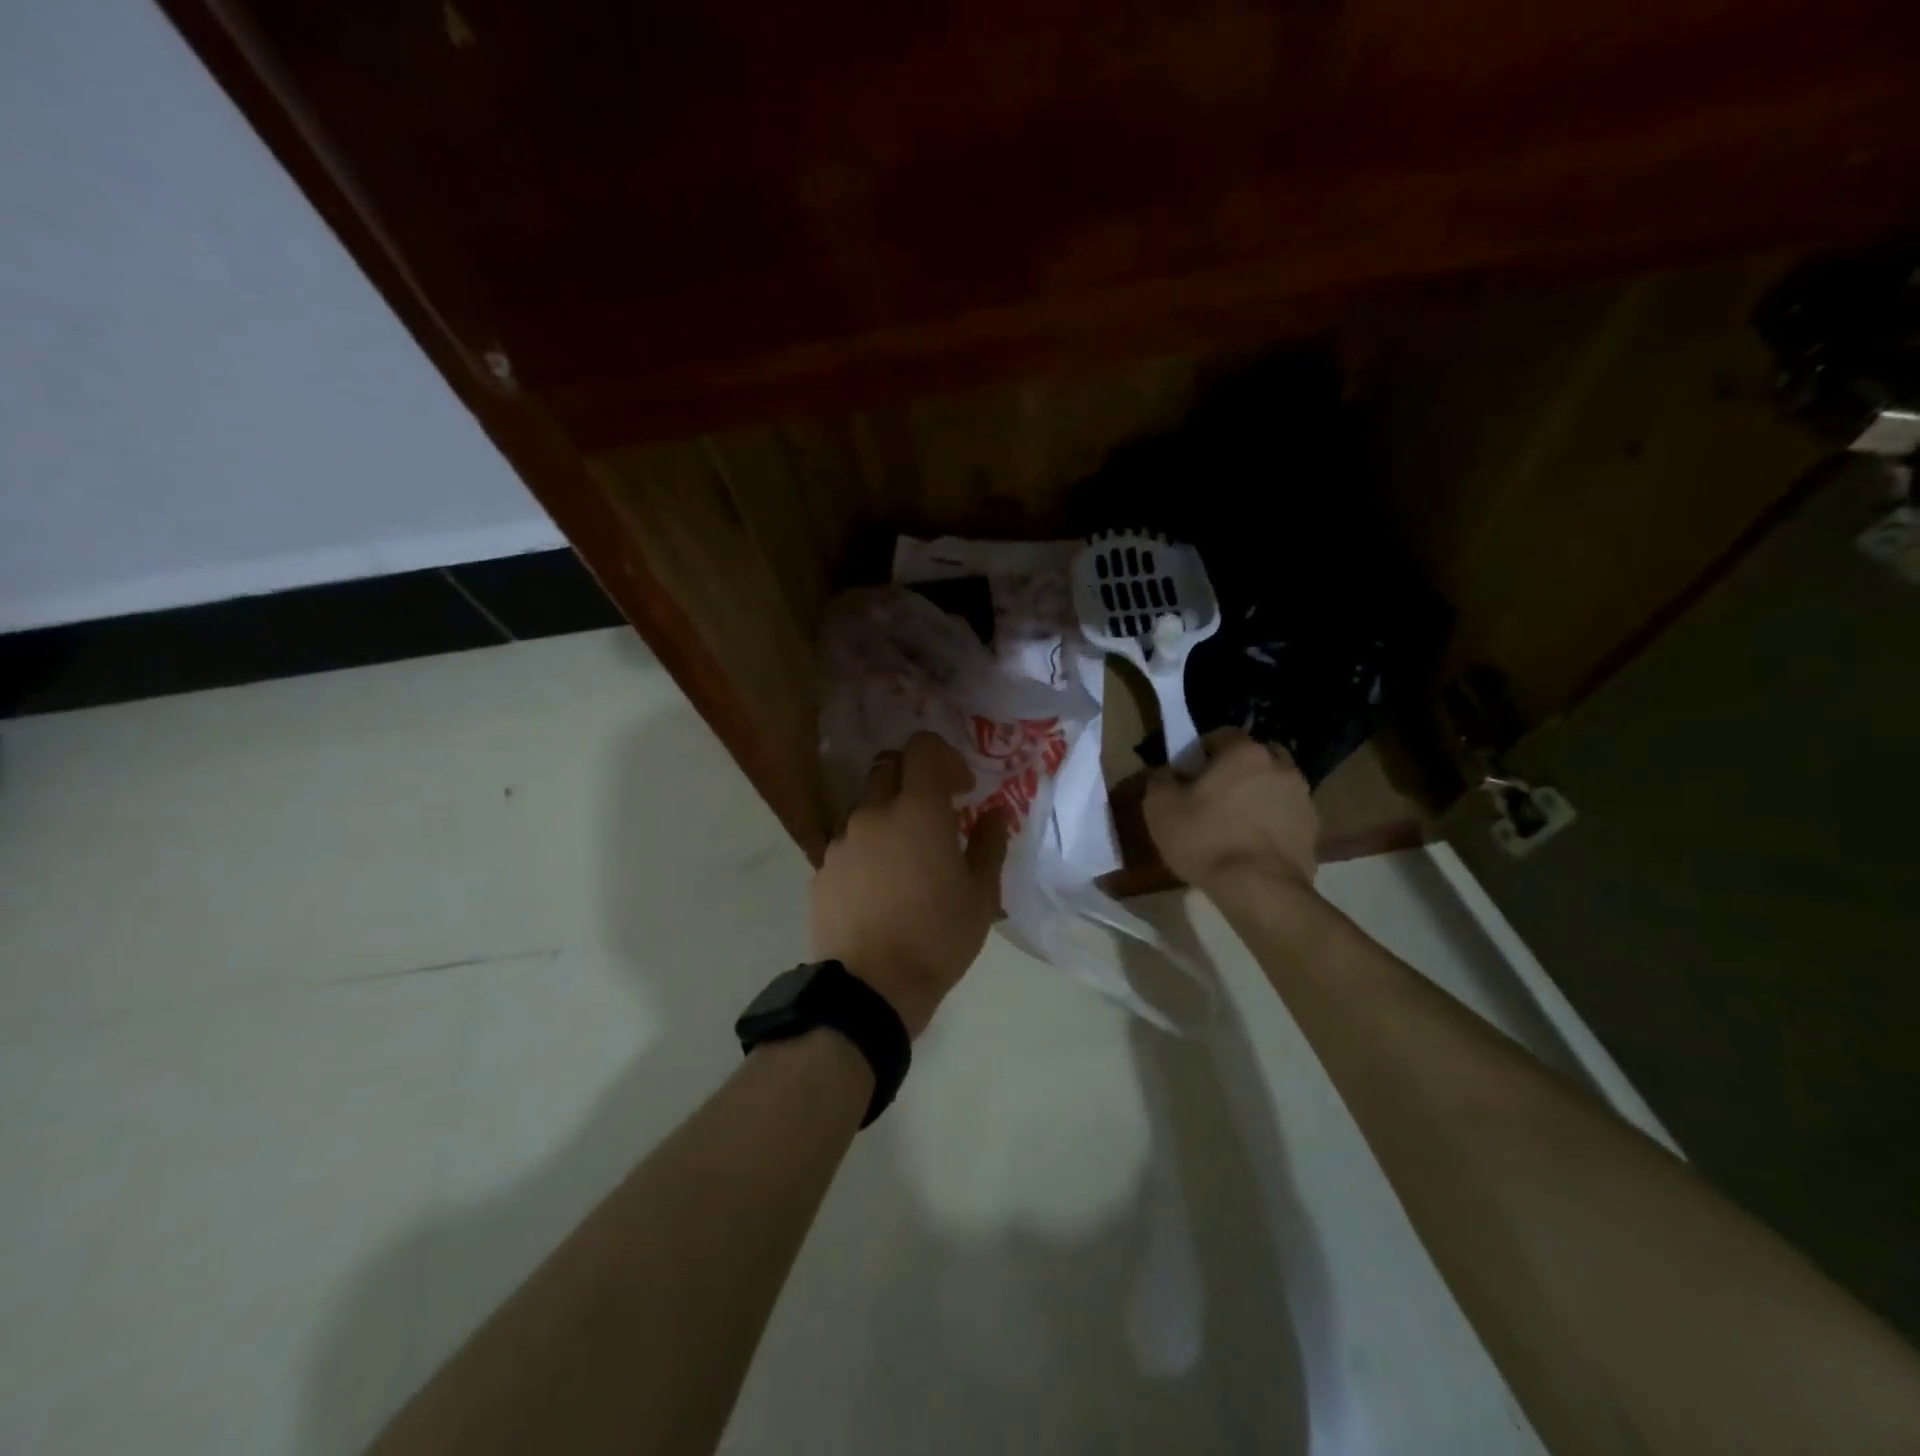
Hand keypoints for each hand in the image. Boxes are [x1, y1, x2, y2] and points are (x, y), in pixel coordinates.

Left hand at [811, 733, 1010, 1038]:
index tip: (962, 789)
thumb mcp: (981, 895)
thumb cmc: (937, 938)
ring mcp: (842, 840)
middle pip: (889, 767)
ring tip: (906, 857)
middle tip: (934, 813)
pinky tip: (879, 886)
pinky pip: (848, 841)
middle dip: (913, 778)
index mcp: (918, 810)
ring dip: (888, 814)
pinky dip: (867, 847)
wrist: (870, 988)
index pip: (923, 748)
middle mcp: (874, 813)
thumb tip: (996, 813)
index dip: (945, 758)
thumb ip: (990, 844)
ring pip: (865, 805)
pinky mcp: (822, 868)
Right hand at [1143, 729, 1317, 891]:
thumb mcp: (1160, 808)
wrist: (1259, 888)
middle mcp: (1279, 766)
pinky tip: (1253, 844)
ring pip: (1274, 784)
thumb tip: (1167, 772)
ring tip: (1236, 823)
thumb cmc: (1205, 840)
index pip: (1222, 734)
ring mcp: (1302, 797)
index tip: (1189, 773)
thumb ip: (1160, 780)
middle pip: (1255, 756)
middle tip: (1214, 794)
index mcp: (1244, 753)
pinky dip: (1272, 821)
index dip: (1202, 750)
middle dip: (1236, 769)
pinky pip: (1287, 814)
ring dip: (1258, 794)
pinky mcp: (1313, 829)